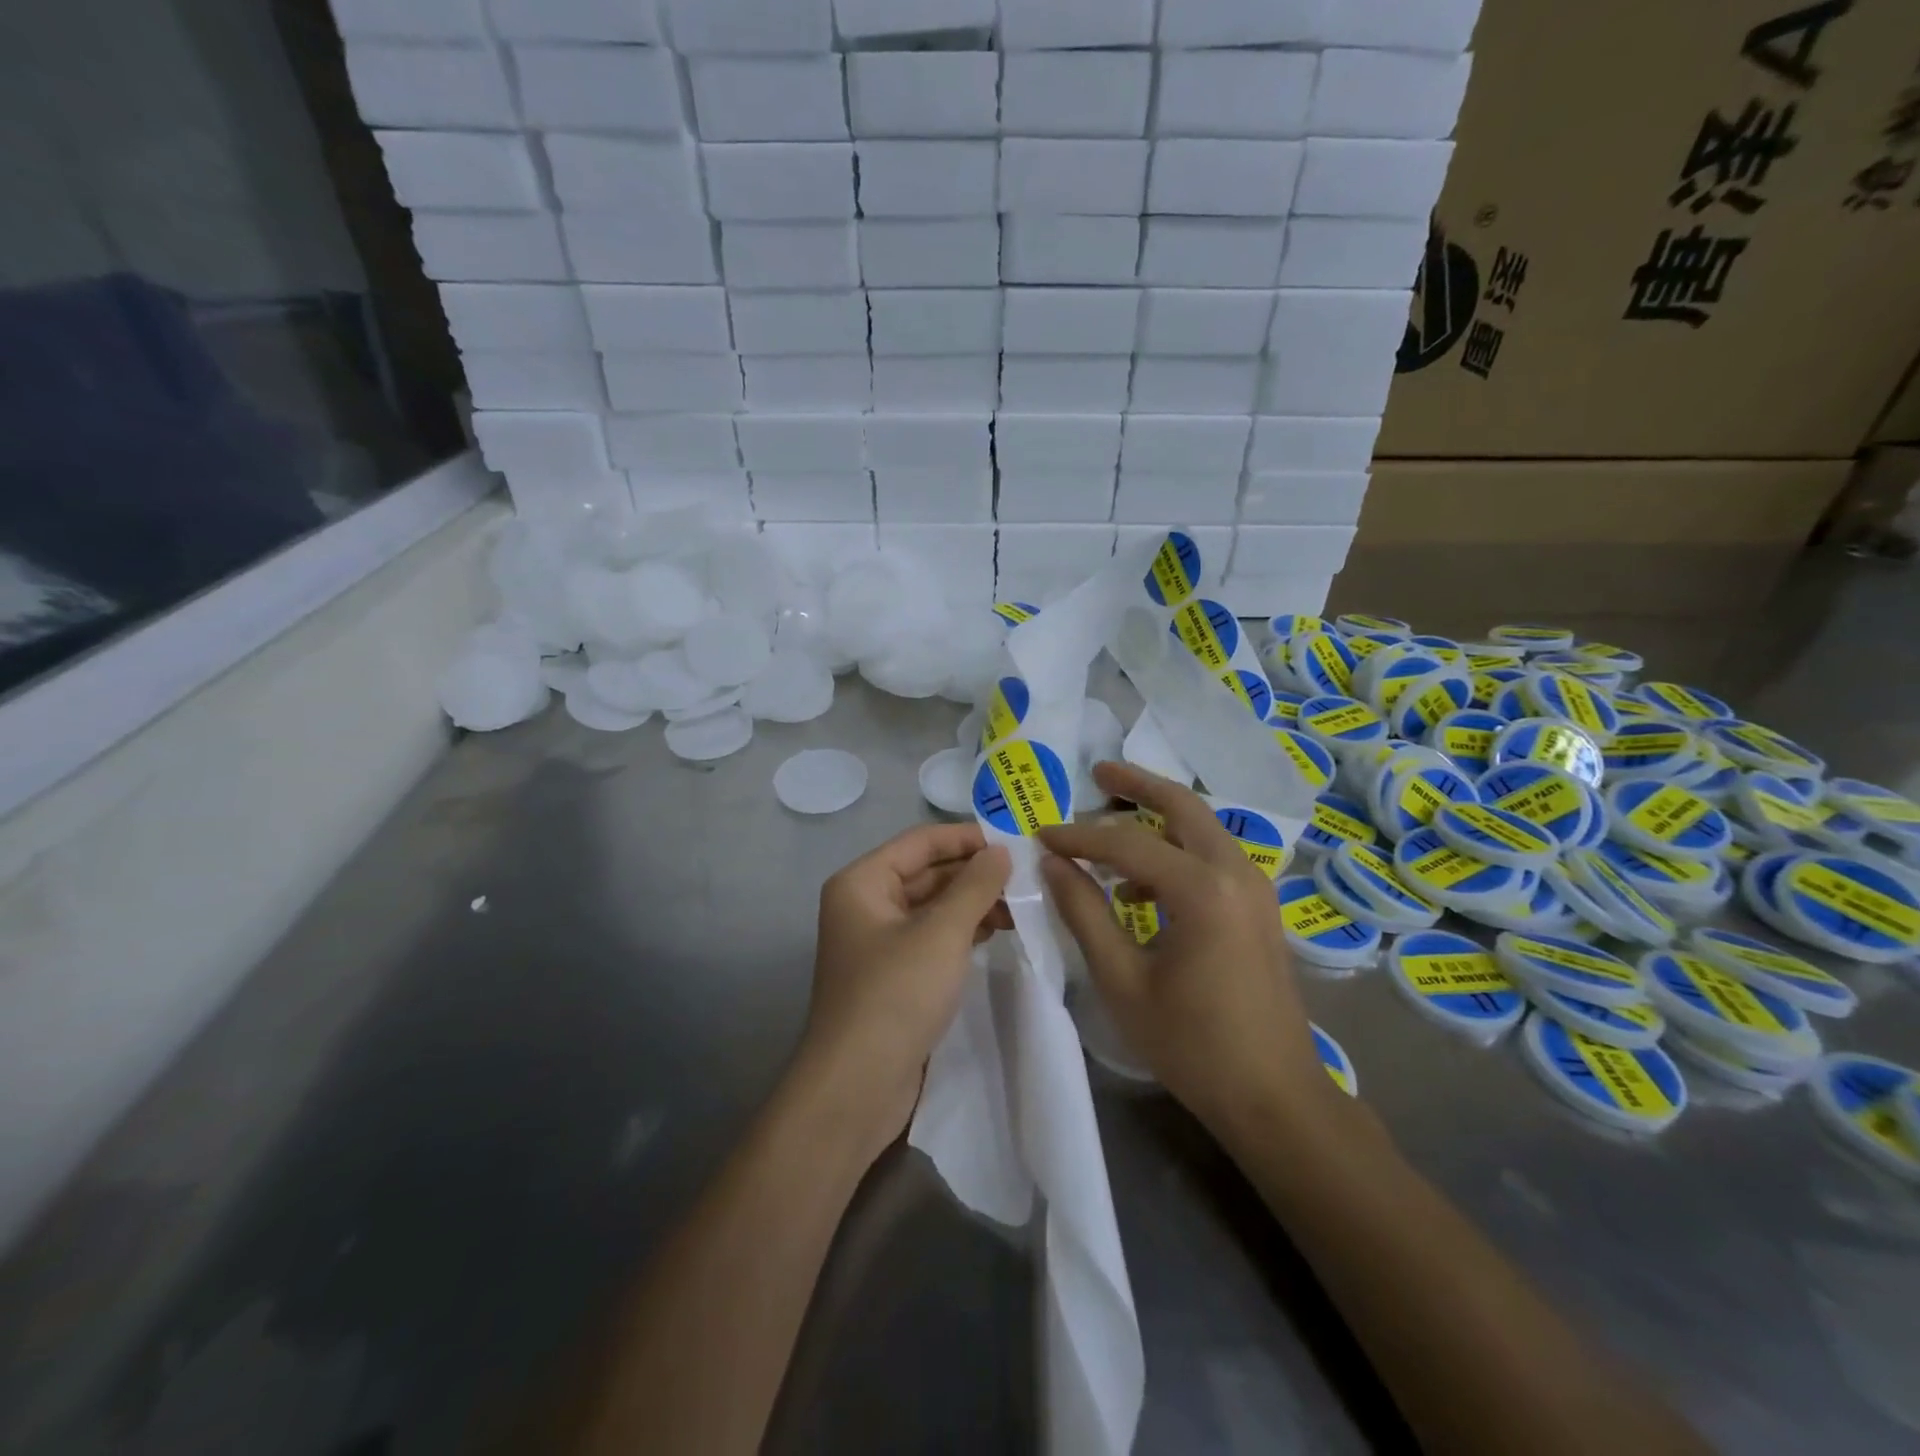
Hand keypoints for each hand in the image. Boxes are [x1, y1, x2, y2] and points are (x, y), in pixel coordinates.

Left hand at [794, 822, 1011, 1167]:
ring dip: (973, 903)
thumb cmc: (896, 994)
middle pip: (927, 873)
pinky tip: (997, 934)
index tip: (1015, 841)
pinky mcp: (893, 975)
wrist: (857, 1085)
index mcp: (863, 882)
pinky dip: (962, 932)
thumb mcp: (942, 933)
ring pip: (932, 907)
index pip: (921, 842)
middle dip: (974, 873)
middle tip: (1027, 877)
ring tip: (1021, 907)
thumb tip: (1001, 851)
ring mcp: (878, 942)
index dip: (967, 837)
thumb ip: (975, 886)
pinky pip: (931, 938)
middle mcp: (865, 904)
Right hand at [1038, 762, 1336, 1144]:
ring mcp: (1256, 888)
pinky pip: (1212, 857)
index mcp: (1202, 889)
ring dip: (1157, 817)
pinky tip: (1140, 886)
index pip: (1126, 843)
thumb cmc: (1192, 1044)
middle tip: (1098, 772)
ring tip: (1109, 826)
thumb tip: (1053, 863)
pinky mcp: (1259, 907)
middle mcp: (1236, 872)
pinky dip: (1175, 852)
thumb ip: (1084, 913)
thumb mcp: (1122, 979)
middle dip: (1138, 784)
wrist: (1275, 1097)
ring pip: (1201, 828)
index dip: (1079, 836)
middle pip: (1182, 806)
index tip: (1041, 835)